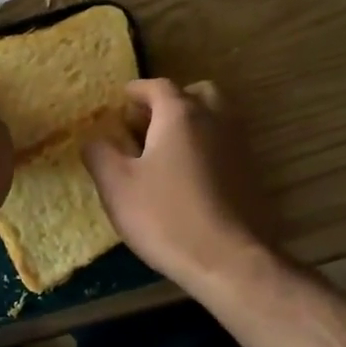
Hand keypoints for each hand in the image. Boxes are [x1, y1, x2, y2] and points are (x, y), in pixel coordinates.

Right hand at [82, 79, 275, 289]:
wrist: (229, 260)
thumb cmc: (166, 217)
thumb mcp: (116, 186)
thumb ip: (99, 154)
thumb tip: (93, 138)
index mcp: (180, 115)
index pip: (158, 86)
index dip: (137, 91)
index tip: (122, 100)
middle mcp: (216, 120)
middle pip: (196, 94)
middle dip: (171, 102)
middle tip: (148, 123)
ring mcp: (240, 147)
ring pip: (216, 118)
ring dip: (192, 124)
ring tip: (166, 151)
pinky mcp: (252, 175)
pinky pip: (226, 146)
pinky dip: (207, 147)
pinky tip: (189, 177)